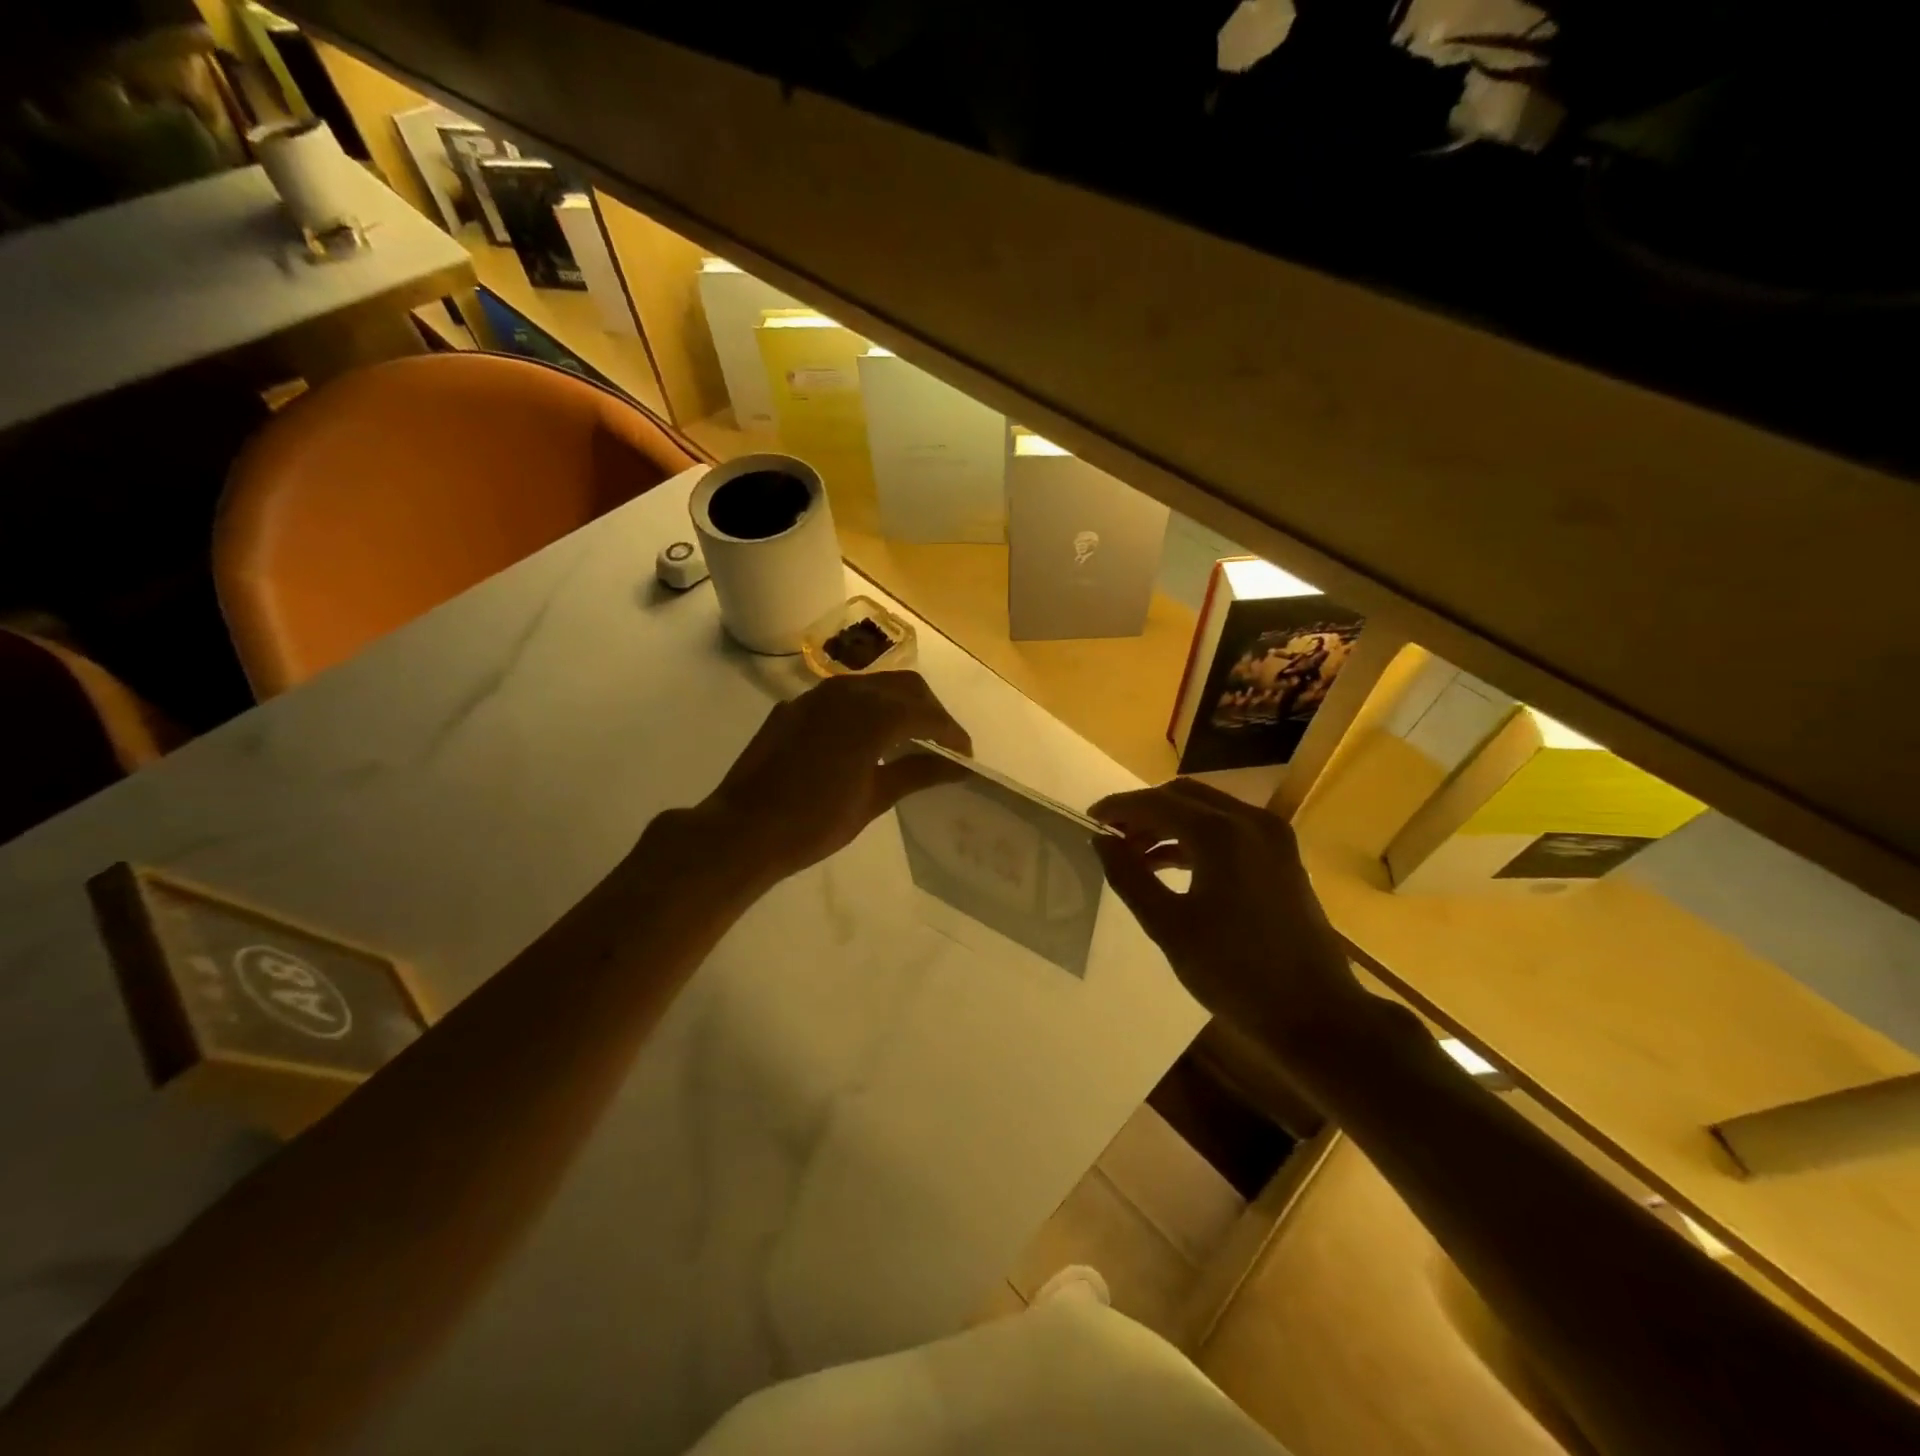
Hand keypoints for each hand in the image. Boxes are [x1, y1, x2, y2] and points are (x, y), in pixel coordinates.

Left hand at [693, 671, 971, 882]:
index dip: (952, 734)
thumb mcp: (873, 800)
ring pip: (873, 686)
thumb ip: (917, 772)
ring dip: (898, 706)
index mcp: (873, 715)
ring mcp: (815, 696)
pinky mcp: (794, 707)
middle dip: (930, 712)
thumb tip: (956, 765)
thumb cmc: (814, 822)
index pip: (928, 715)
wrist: (743, 830)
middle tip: (942, 745)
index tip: (965, 757)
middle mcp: (847, 692)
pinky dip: (865, 710)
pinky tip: (864, 741)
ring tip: (908, 741)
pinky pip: (842, 697)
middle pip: (905, 687)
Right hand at [1090, 778, 1373, 1053]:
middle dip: (1143, 811)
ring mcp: (1271, 836)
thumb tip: (1101, 840)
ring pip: (1207, 809)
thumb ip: (1129, 876)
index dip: (1118, 808)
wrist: (1316, 1014)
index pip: (1156, 803)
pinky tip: (1170, 863)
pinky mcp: (1282, 856)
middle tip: (1111, 837)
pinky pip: (1228, 828)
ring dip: (1168, 823)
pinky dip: (1195, 836)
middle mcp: (1249, 821)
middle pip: (1182, 796)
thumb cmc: (1234, 972)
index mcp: (1220, 833)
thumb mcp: (1169, 926)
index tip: (1088, 819)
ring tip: (1134, 854)